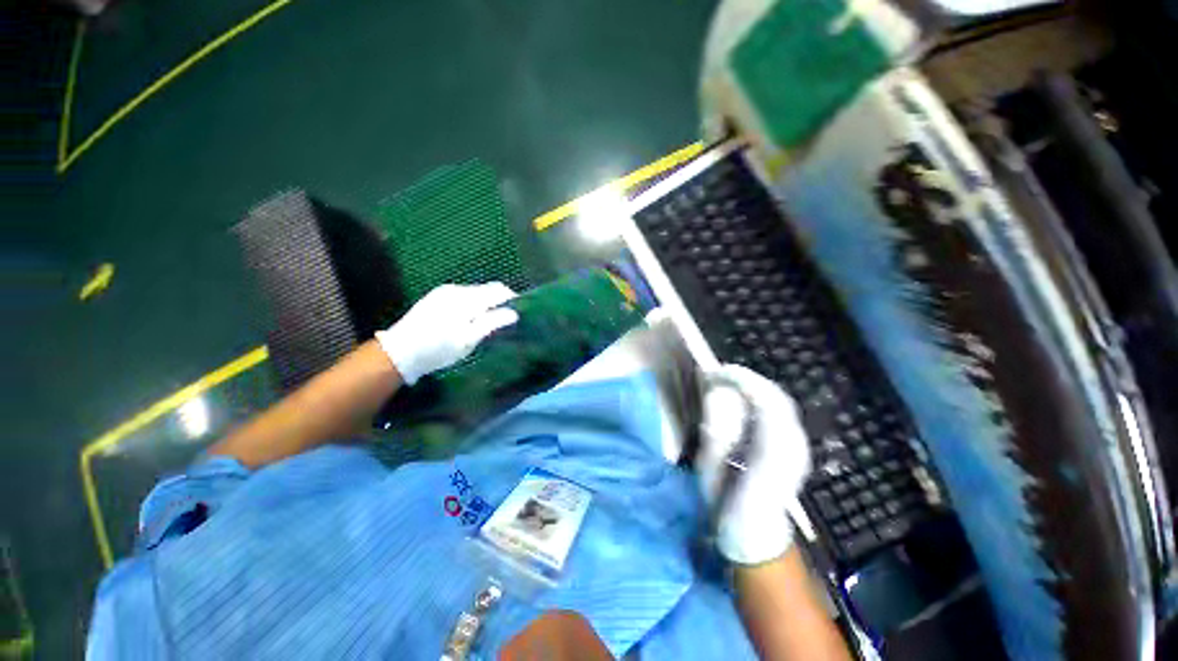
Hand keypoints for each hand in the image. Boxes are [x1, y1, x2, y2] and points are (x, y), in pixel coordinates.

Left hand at [375, 283, 518, 384]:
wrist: (399, 351)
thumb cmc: (438, 349)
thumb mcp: (468, 340)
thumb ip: (492, 323)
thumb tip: (514, 313)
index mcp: (468, 299)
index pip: (499, 291)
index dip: (512, 299)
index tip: (519, 313)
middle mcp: (457, 289)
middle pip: (488, 289)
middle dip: (500, 301)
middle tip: (504, 320)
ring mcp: (445, 291)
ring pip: (476, 292)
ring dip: (486, 302)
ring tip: (487, 322)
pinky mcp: (437, 296)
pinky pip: (464, 295)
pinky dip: (473, 303)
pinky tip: (469, 319)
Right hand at [697, 364, 811, 564]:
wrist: (756, 537)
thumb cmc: (727, 506)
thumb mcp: (712, 471)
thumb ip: (716, 432)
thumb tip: (717, 396)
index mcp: (773, 453)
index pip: (766, 402)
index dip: (742, 381)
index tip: (715, 373)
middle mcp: (793, 445)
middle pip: (777, 397)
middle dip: (747, 379)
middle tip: (717, 374)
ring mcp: (799, 446)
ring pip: (781, 401)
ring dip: (753, 386)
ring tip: (726, 382)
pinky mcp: (796, 447)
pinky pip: (780, 411)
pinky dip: (760, 397)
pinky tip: (742, 399)